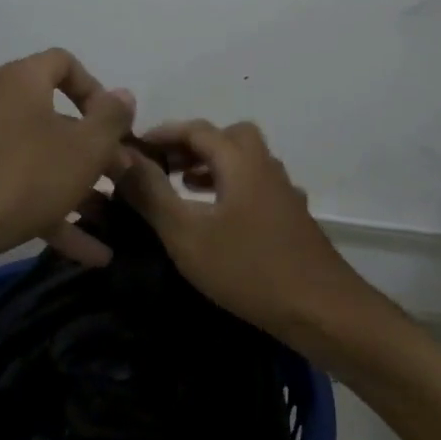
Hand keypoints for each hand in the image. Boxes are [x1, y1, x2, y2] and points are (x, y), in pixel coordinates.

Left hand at [0, 49, 135, 267]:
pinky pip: (23, 187)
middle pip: (56, 116)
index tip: (114, 124)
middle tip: (122, 174)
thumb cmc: (26, 177)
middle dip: (95, 148)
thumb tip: (123, 95)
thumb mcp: (85, 148)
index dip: (95, 89)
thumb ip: (111, 118)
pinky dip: (54, 211)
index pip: (64, 63)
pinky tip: (91, 253)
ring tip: (111, 215)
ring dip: (79, 185)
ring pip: (42, 157)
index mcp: (21, 81)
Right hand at [117, 119, 368, 343]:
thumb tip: (120, 157)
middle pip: (227, 137)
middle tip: (163, 165)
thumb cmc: (247, 268)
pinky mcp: (291, 215)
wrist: (320, 309)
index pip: (196, 130)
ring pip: (244, 161)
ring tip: (182, 185)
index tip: (134, 148)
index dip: (162, 134)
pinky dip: (230, 186)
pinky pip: (255, 184)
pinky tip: (217, 215)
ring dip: (211, 165)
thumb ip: (151, 193)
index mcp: (240, 161)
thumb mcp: (186, 233)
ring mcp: (283, 191)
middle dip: (191, 144)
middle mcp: (265, 166)